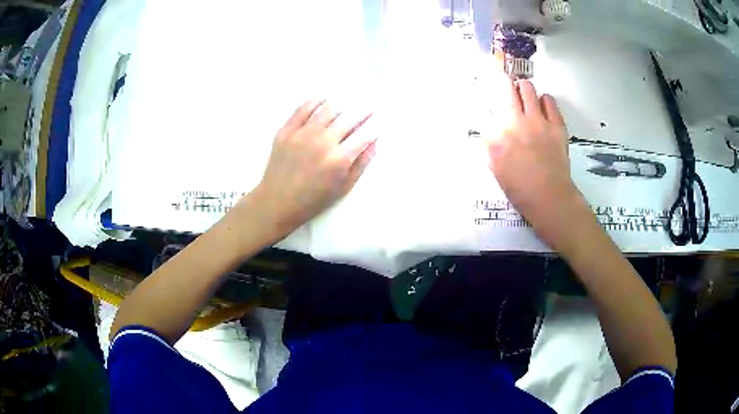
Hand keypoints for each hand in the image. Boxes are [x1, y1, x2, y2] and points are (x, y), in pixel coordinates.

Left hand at [252, 99, 377, 235]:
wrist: (277, 201)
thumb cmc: (314, 199)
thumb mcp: (343, 188)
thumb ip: (361, 164)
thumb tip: (375, 142)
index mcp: (339, 159)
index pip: (364, 134)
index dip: (375, 125)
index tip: (379, 119)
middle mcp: (323, 142)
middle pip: (349, 117)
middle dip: (363, 110)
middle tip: (370, 105)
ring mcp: (303, 134)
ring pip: (328, 109)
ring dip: (342, 103)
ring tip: (349, 100)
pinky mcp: (286, 130)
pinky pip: (303, 108)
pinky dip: (316, 101)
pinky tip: (323, 98)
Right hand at [484, 79, 587, 249]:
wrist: (549, 198)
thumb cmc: (519, 188)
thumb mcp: (495, 167)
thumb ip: (491, 143)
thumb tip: (490, 126)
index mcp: (496, 135)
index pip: (484, 105)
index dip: (484, 100)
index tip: (487, 100)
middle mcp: (514, 121)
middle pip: (505, 86)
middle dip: (503, 84)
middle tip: (507, 90)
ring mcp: (537, 120)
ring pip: (527, 87)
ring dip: (523, 89)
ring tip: (525, 98)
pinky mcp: (556, 123)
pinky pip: (549, 100)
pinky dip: (544, 101)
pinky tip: (543, 108)